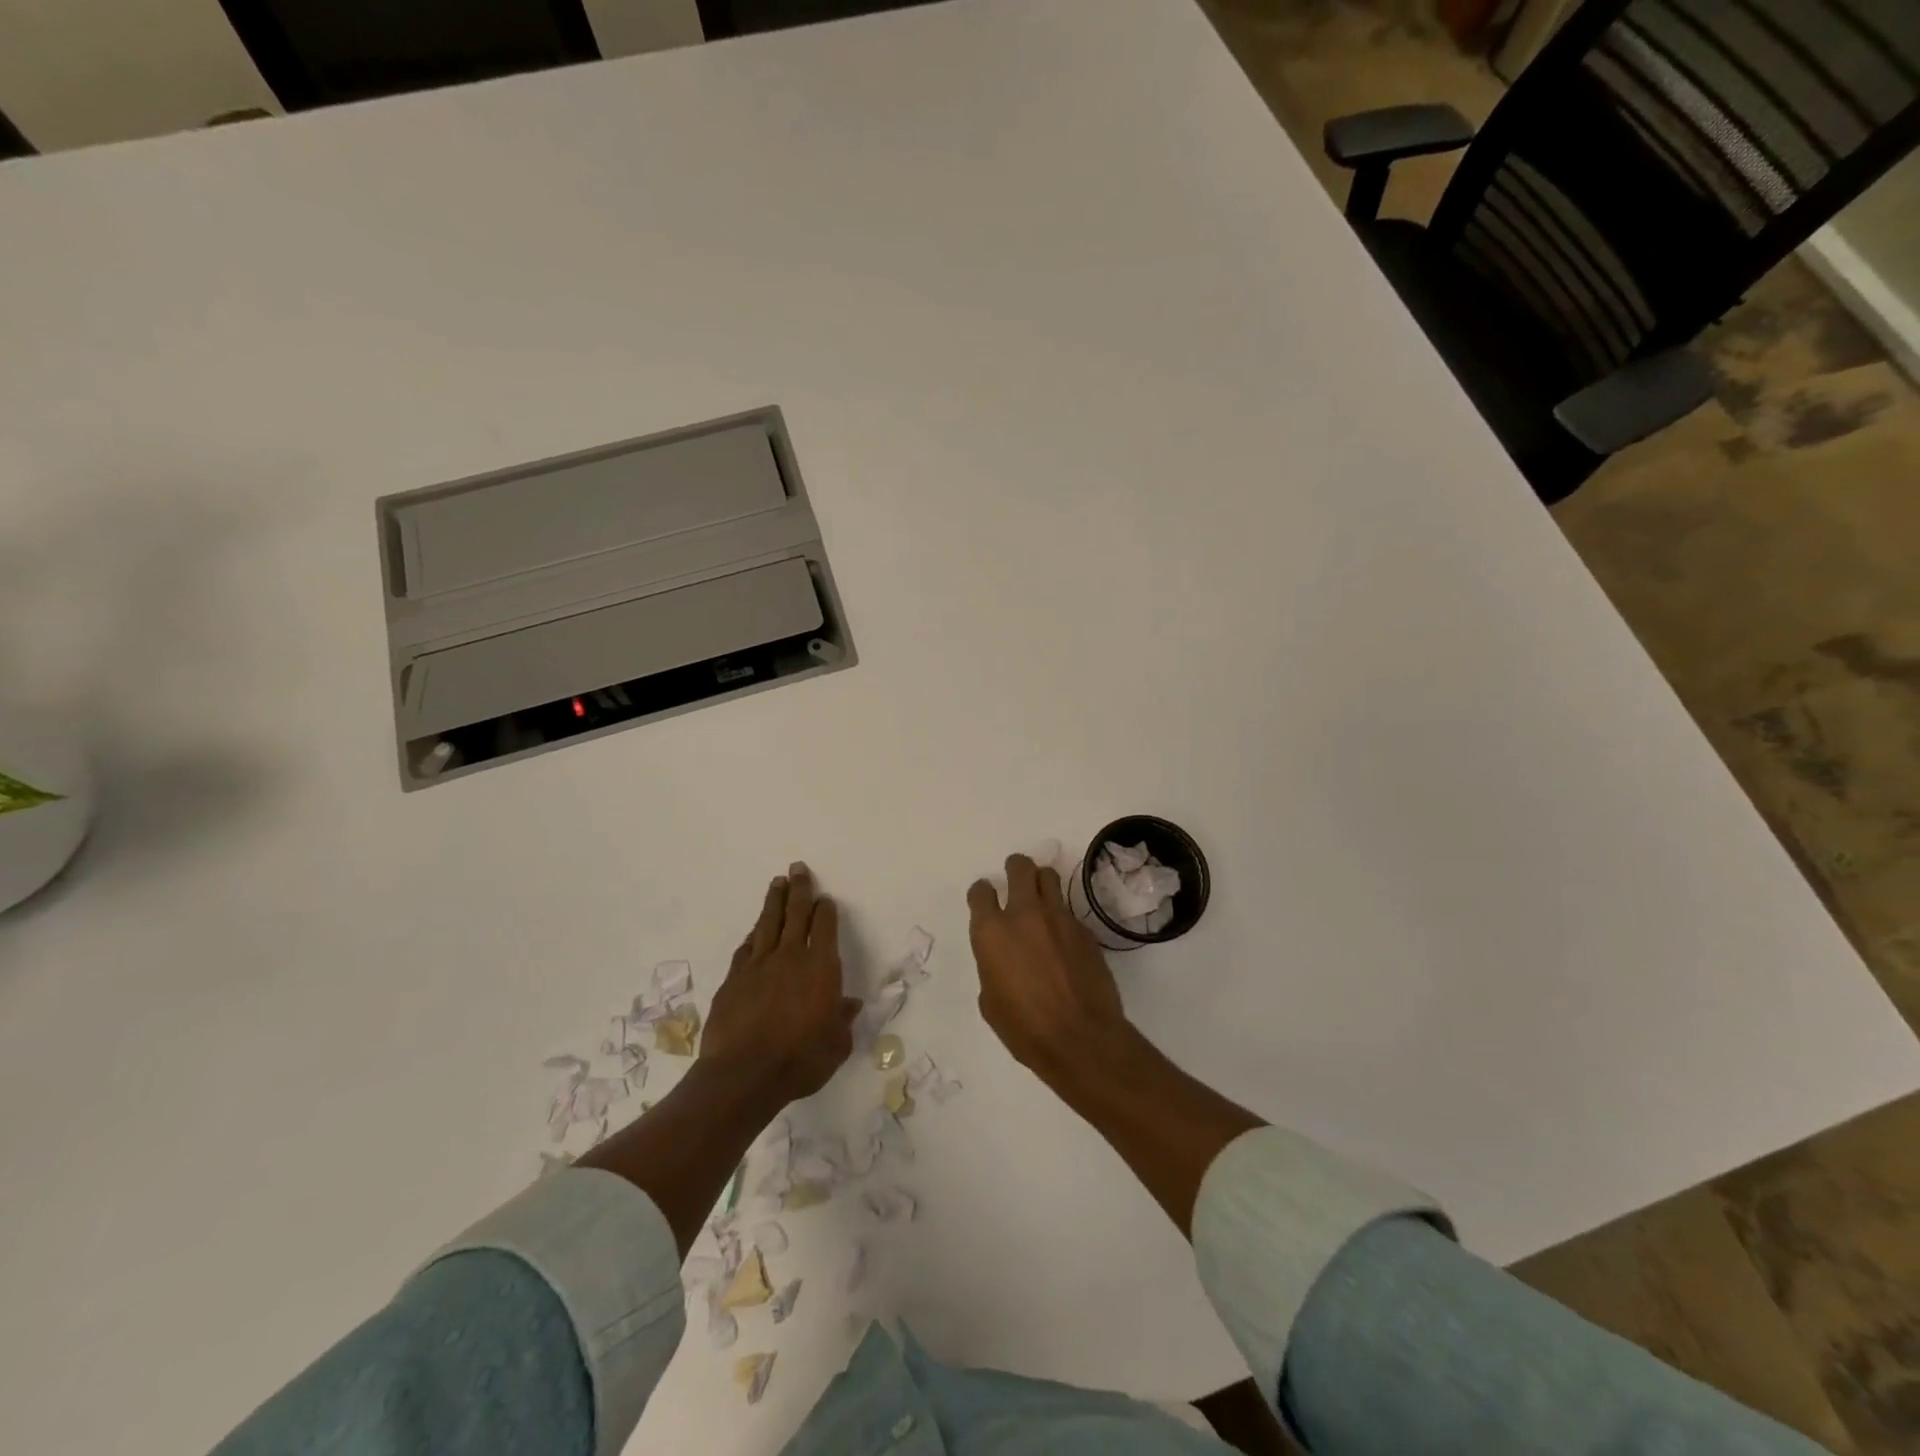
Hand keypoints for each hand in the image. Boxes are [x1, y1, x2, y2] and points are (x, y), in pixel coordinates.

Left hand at [702, 863, 860, 1108]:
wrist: (743, 1076)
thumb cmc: (800, 1060)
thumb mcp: (836, 1045)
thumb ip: (843, 1021)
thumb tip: (849, 1004)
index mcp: (820, 967)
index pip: (824, 926)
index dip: (825, 910)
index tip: (825, 899)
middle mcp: (789, 957)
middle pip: (795, 913)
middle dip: (799, 889)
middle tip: (797, 868)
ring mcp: (757, 966)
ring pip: (767, 923)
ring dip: (774, 902)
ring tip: (776, 883)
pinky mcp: (733, 980)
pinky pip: (746, 948)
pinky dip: (752, 935)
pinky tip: (753, 932)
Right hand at [967, 853, 1130, 1082]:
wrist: (1081, 1038)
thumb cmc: (1025, 1029)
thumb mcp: (991, 1001)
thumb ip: (992, 967)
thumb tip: (1004, 959)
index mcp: (992, 933)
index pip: (981, 892)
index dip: (982, 892)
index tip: (985, 897)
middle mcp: (1024, 914)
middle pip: (1020, 868)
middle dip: (1015, 868)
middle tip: (1015, 878)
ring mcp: (1058, 918)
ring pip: (1048, 877)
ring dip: (1041, 881)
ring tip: (1040, 895)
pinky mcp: (1084, 929)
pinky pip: (1068, 910)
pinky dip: (1061, 916)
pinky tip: (1063, 938)